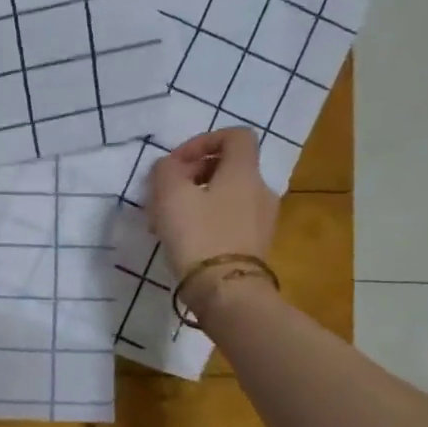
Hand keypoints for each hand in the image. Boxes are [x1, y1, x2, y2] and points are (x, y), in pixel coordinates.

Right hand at [147, 127, 278, 305]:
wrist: (227, 290)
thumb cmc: (198, 234)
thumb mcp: (169, 194)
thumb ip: (166, 170)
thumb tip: (170, 167)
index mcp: (243, 172)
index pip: (235, 136)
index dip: (203, 140)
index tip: (177, 162)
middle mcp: (260, 190)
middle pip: (228, 167)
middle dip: (193, 174)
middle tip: (165, 192)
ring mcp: (262, 219)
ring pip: (225, 195)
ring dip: (196, 199)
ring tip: (168, 220)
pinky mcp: (254, 244)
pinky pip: (229, 219)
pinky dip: (206, 220)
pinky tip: (183, 239)